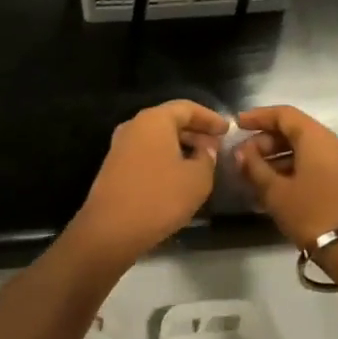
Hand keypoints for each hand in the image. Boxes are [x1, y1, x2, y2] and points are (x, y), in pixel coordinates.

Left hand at [66, 100, 227, 271]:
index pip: (187, 108)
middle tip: (216, 146)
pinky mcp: (114, 167)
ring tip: (201, 162)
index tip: (227, 130)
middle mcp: (134, 126)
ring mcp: (120, 147)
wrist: (110, 231)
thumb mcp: (197, 179)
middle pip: (170, 121)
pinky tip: (178, 176)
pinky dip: (165, 158)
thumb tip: (206, 148)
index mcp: (154, 120)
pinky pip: (146, 153)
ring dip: (180, 146)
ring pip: (157, 138)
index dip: (210, 117)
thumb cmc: (159, 198)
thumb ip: (207, 157)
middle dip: (195, 132)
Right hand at [233, 105, 337, 250]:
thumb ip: (255, 167)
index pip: (283, 114)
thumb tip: (241, 153)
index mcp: (315, 138)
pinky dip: (291, 170)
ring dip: (276, 158)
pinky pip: (312, 165)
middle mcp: (331, 144)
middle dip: (265, 141)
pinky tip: (273, 188)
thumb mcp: (276, 192)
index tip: (237, 124)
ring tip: (253, 176)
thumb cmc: (312, 213)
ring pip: (303, 150)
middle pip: (293, 131)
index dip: (258, 116)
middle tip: (243, 158)